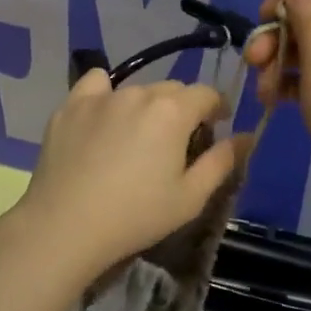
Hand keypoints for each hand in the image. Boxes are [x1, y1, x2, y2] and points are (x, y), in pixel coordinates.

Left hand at [13, 70, 246, 276]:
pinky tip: (102, 117)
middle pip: (172, 89)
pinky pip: (95, 85)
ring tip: (137, 136)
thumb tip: (245, 137)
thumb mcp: (191, 197)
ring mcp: (101, 96)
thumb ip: (222, 162)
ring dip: (146, 105)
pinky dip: (105, 94)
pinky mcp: (70, 106)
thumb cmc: (136, 216)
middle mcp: (139, 92)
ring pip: (136, 89)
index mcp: (173, 111)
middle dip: (182, 109)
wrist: (65, 226)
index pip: (207, 94)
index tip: (216, 127)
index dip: (217, 108)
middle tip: (176, 142)